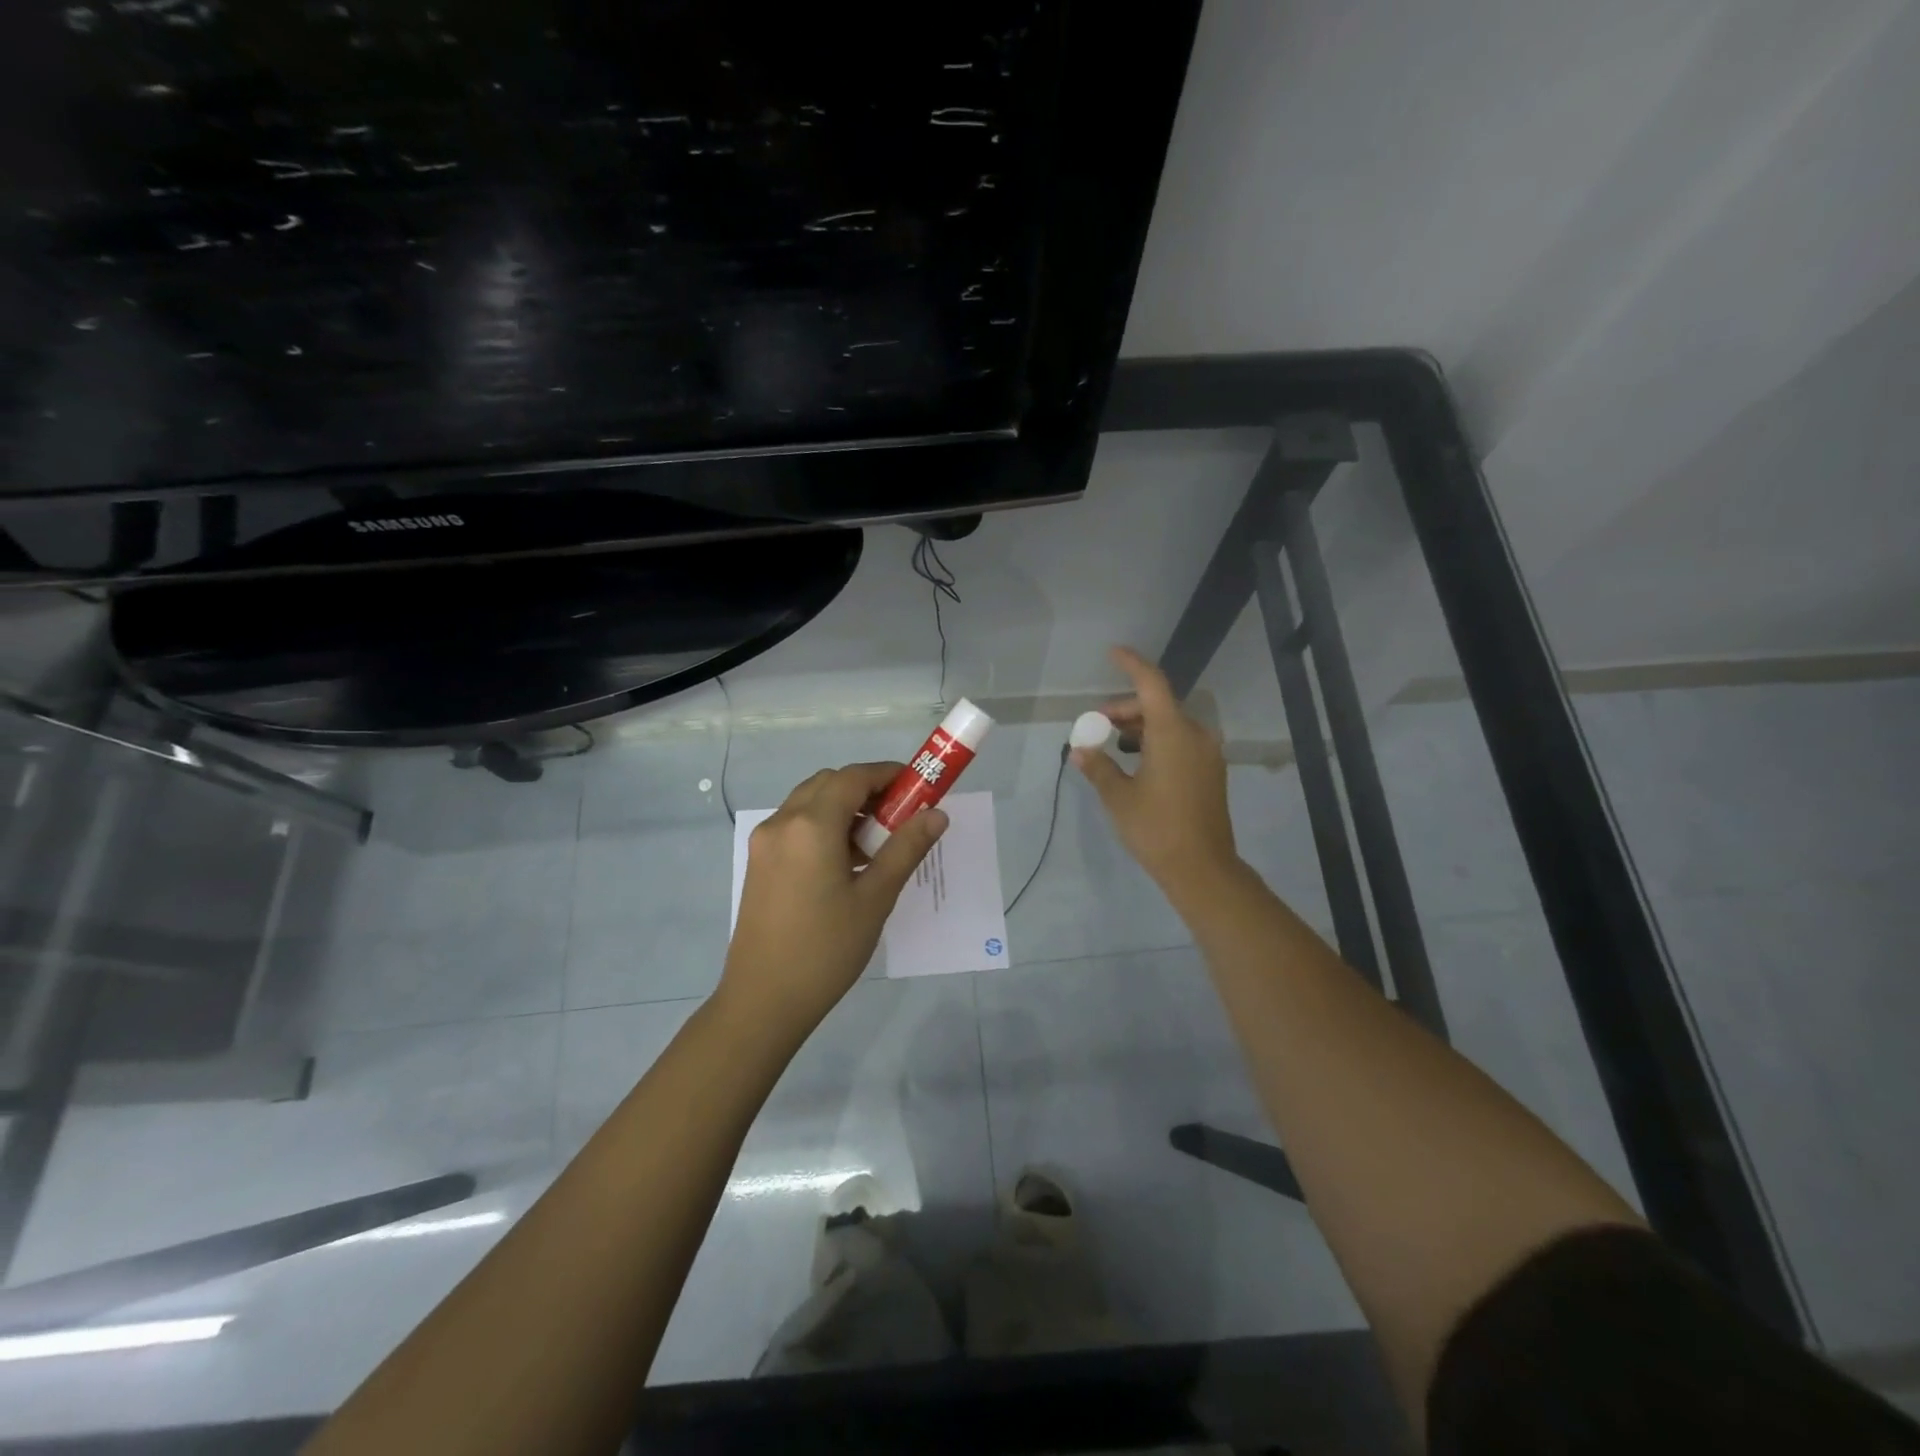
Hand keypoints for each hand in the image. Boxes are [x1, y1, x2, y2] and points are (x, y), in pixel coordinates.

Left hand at [721, 762, 947, 1034]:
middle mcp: (782, 822)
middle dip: (866, 789)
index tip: (918, 785)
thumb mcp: (875, 898)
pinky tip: (845, 861)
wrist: (763, 1000)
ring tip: (875, 843)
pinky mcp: (758, 862)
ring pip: (809, 802)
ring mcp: (764, 842)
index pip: (853, 777)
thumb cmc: (827, 949)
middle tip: (899, 815)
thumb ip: (906, 848)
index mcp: (811, 825)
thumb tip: (937, 814)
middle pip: (829, 783)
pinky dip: (823, 825)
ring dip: (843, 807)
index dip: (888, 774)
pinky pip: (795, 825)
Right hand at [1073, 646, 1237, 899]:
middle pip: (1159, 705)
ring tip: (1112, 744)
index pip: (1152, 684)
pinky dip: (1157, 741)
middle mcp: (1196, 735)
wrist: (1202, 867)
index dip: (1132, 664)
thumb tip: (1080, 750)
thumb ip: (1098, 766)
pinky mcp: (1211, 771)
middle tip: (1097, 725)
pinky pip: (1181, 741)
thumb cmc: (1156, 828)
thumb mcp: (1118, 796)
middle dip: (1126, 709)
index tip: (1112, 652)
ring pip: (1170, 724)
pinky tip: (1136, 761)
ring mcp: (1207, 754)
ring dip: (1141, 727)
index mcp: (1173, 733)